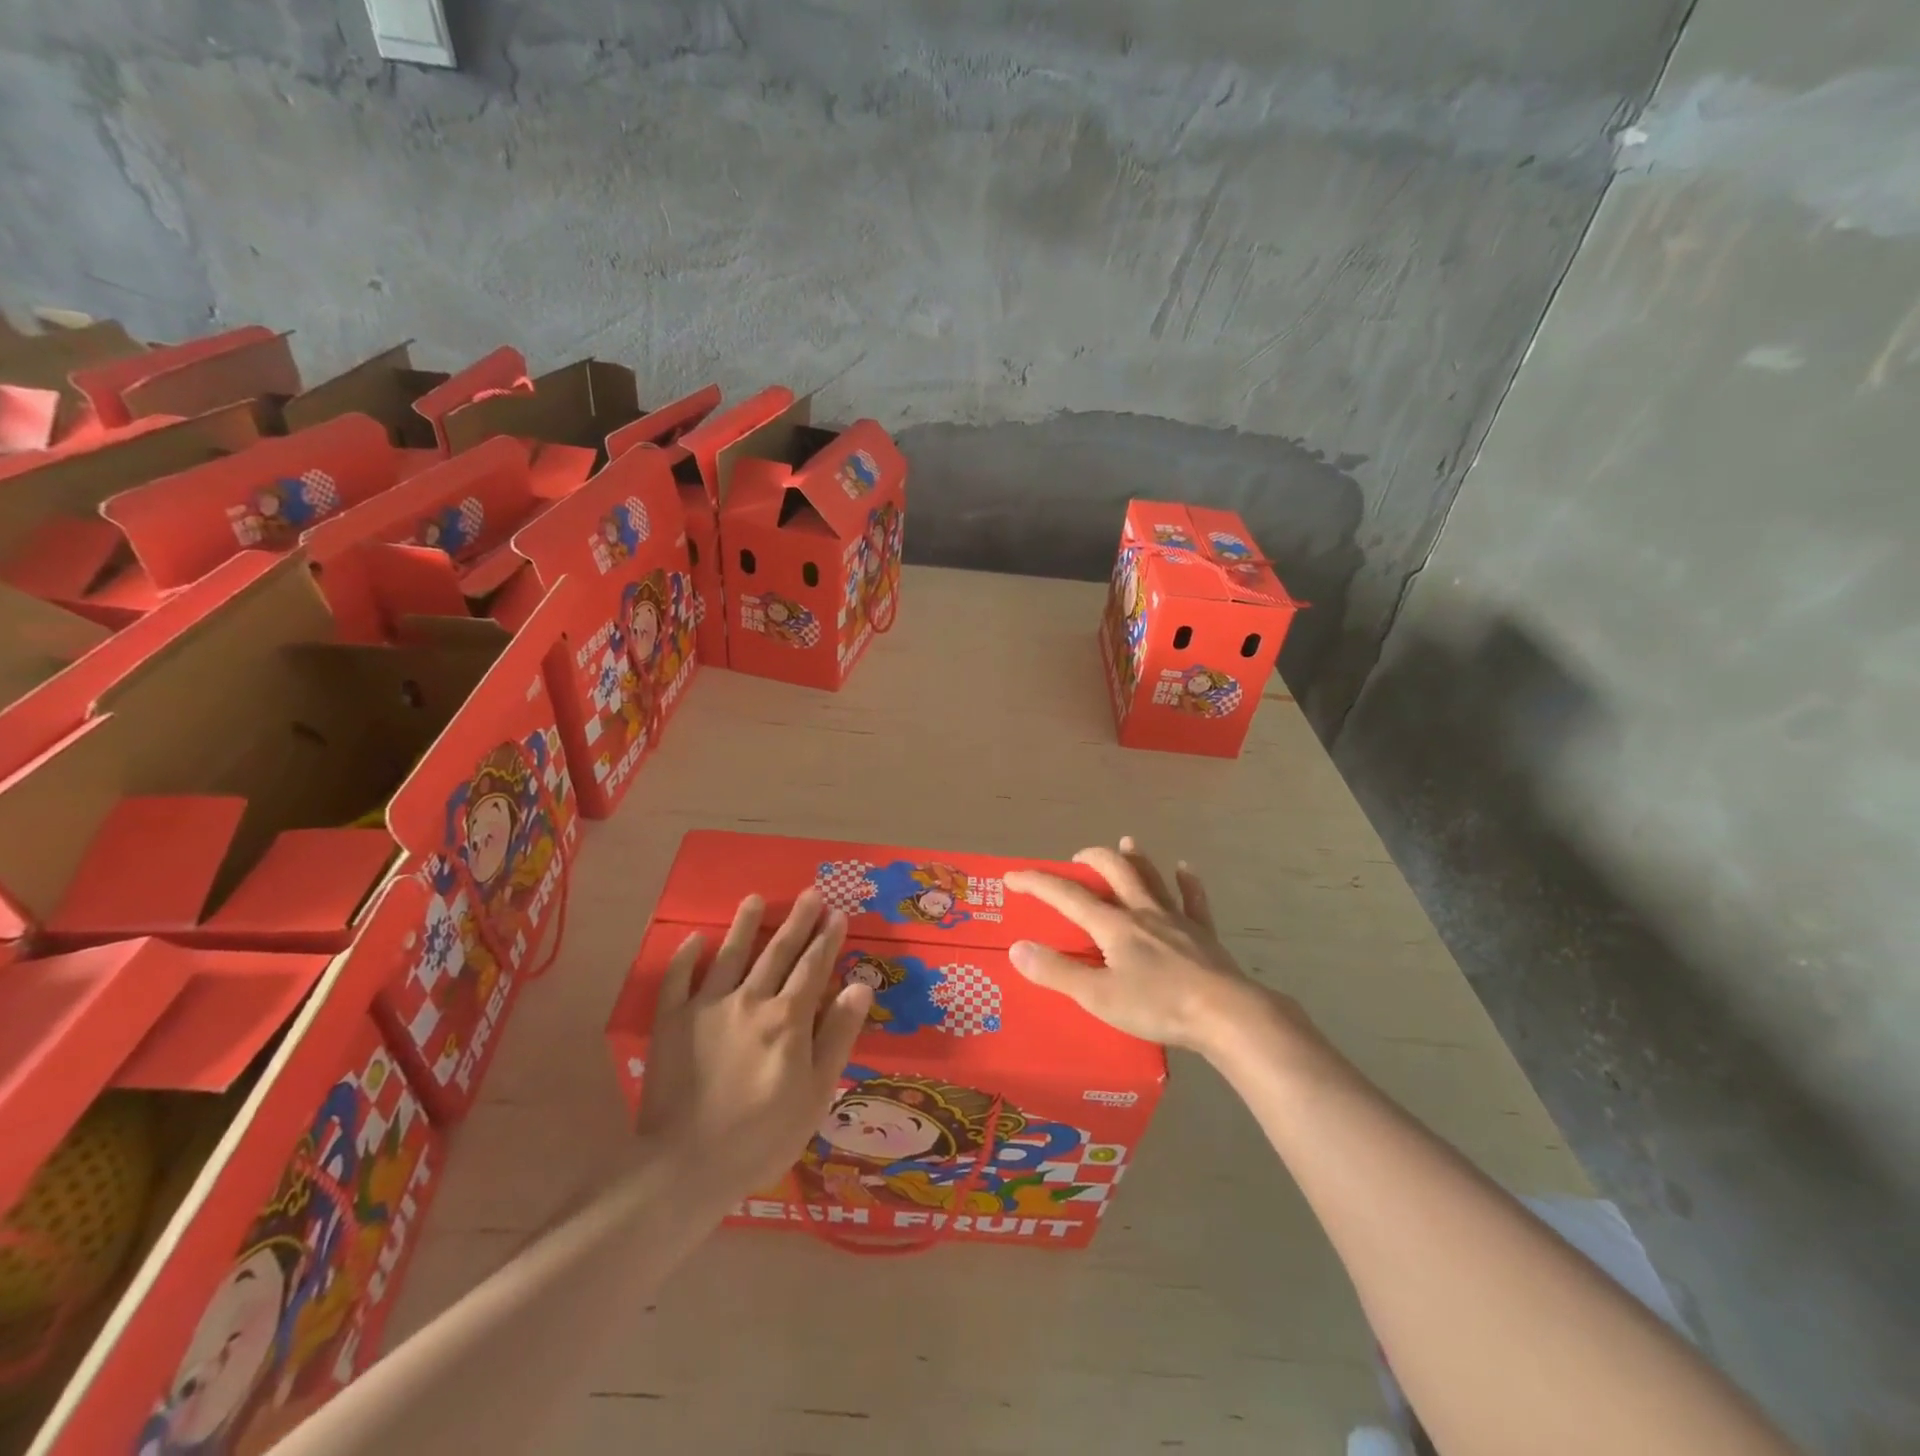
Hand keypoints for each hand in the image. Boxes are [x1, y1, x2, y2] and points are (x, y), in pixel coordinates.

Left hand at [637, 890, 872, 1203]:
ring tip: (755, 899)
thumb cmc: (763, 1135)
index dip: (827, 940)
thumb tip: (860, 986)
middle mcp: (750, 1000)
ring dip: (744, 925)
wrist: (685, 1165)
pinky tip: (694, 938)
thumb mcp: (816, 1092)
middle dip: (797, 922)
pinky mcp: (671, 1022)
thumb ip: (838, 1035)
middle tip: (810, 894)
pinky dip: (686, 957)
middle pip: (777, 953)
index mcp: (788, 1018)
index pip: (813, 968)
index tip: (838, 914)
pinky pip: (678, 980)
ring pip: (730, 955)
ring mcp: (707, 1008)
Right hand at [1003, 837, 1298, 1054]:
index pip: (1067, 896)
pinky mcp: (1204, 935)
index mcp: (1114, 926)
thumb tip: (1017, 948)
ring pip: (1153, 878)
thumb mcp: (1098, 996)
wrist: (1226, 1014)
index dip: (1037, 883)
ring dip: (1137, 859)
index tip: (1011, 876)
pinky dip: (1187, 883)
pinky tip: (1185, 869)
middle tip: (1076, 858)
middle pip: (1115, 872)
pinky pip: (1194, 901)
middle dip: (1092, 859)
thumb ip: (1057, 972)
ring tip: (1126, 843)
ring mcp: (1177, 920)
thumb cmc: (1158, 1006)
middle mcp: (1144, 912)